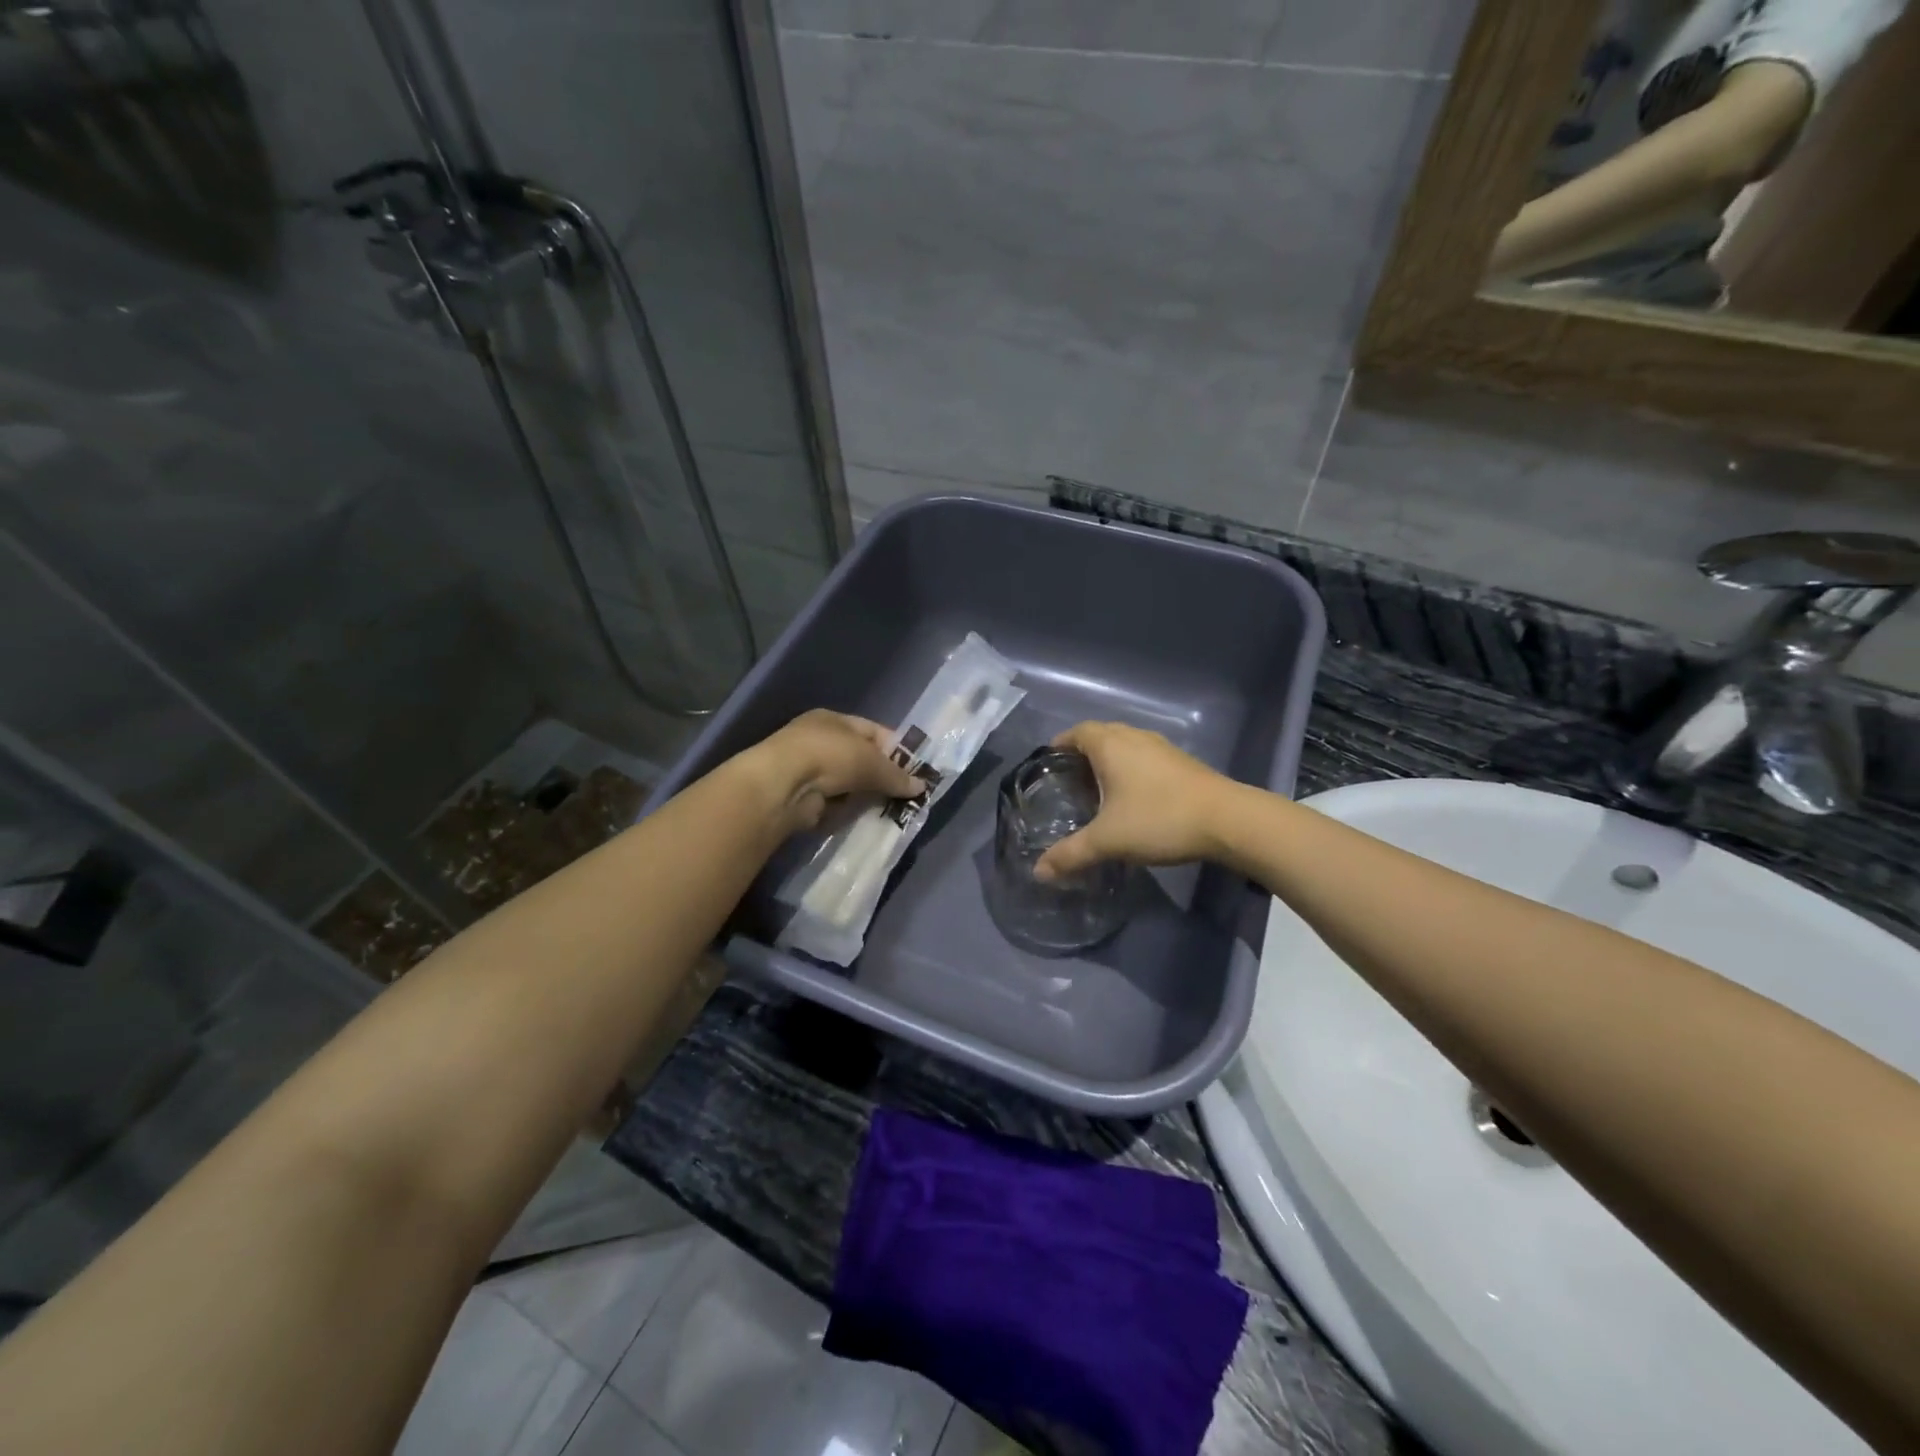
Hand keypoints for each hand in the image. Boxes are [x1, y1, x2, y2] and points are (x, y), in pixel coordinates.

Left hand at [745, 709, 922, 834]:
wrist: (783, 786)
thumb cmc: (830, 756)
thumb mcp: (871, 761)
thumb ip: (897, 775)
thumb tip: (921, 786)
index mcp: (833, 720)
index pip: (872, 731)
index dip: (894, 749)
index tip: (913, 769)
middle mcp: (819, 741)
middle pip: (860, 759)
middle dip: (881, 777)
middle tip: (904, 795)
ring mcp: (809, 770)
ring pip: (848, 784)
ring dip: (865, 797)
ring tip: (889, 810)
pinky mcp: (803, 798)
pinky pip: (835, 805)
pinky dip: (847, 812)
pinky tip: (862, 819)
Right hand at [1034, 722, 1236, 881]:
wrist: (1228, 820)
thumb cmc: (1159, 819)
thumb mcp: (1109, 840)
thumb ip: (1071, 854)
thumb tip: (1038, 871)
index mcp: (1110, 745)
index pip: (1076, 732)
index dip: (1059, 744)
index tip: (1048, 765)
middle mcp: (1134, 737)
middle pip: (1100, 735)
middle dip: (1081, 753)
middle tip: (1068, 781)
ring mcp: (1161, 748)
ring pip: (1125, 745)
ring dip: (1108, 761)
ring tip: (1097, 790)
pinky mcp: (1181, 762)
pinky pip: (1144, 757)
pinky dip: (1130, 769)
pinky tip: (1132, 797)